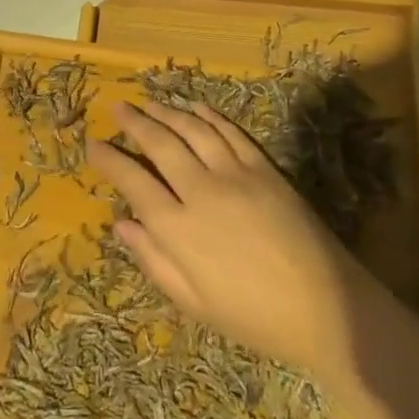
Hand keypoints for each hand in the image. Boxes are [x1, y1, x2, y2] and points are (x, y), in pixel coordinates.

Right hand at [91, 100, 380, 381]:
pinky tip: (195, 107)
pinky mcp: (263, 167)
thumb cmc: (254, 317)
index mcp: (179, 229)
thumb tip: (121, 225)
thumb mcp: (194, 303)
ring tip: (148, 102)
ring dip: (167, 112)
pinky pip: (230, 132)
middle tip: (117, 107)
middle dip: (134, 123)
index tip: (93, 143)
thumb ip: (154, 260)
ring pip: (192, 130)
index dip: (110, 160)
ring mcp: (235, 173)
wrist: (326, 306)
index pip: (133, 182)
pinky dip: (209, 116)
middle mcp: (201, 191)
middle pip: (160, 145)